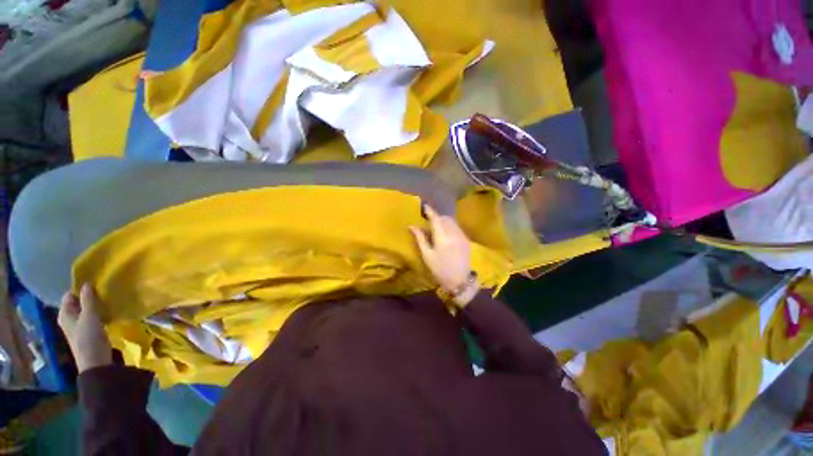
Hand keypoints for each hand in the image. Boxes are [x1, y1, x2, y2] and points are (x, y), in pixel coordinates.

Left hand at [57, 284, 112, 372]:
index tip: (94, 284)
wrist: (95, 361)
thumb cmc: (88, 338)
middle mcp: (70, 318)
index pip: (69, 295)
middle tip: (103, 289)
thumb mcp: (89, 317)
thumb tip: (87, 283)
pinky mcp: (90, 329)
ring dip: (95, 304)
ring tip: (107, 297)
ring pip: (87, 309)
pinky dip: (100, 311)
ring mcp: (80, 325)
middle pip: (78, 302)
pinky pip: (93, 316)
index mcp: (65, 314)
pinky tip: (109, 309)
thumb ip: (88, 300)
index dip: (79, 289)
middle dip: (89, 296)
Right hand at [410, 205, 472, 292]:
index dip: (430, 211)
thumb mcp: (427, 255)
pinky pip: (457, 227)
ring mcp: (462, 236)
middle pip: (445, 218)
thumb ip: (420, 238)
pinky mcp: (466, 240)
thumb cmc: (440, 269)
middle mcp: (454, 233)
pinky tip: (445, 235)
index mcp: (442, 237)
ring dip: (444, 221)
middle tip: (429, 222)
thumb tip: (412, 226)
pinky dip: (450, 226)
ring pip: (452, 222)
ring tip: (437, 228)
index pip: (436, 219)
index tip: (425, 206)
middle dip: (437, 217)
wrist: (460, 281)